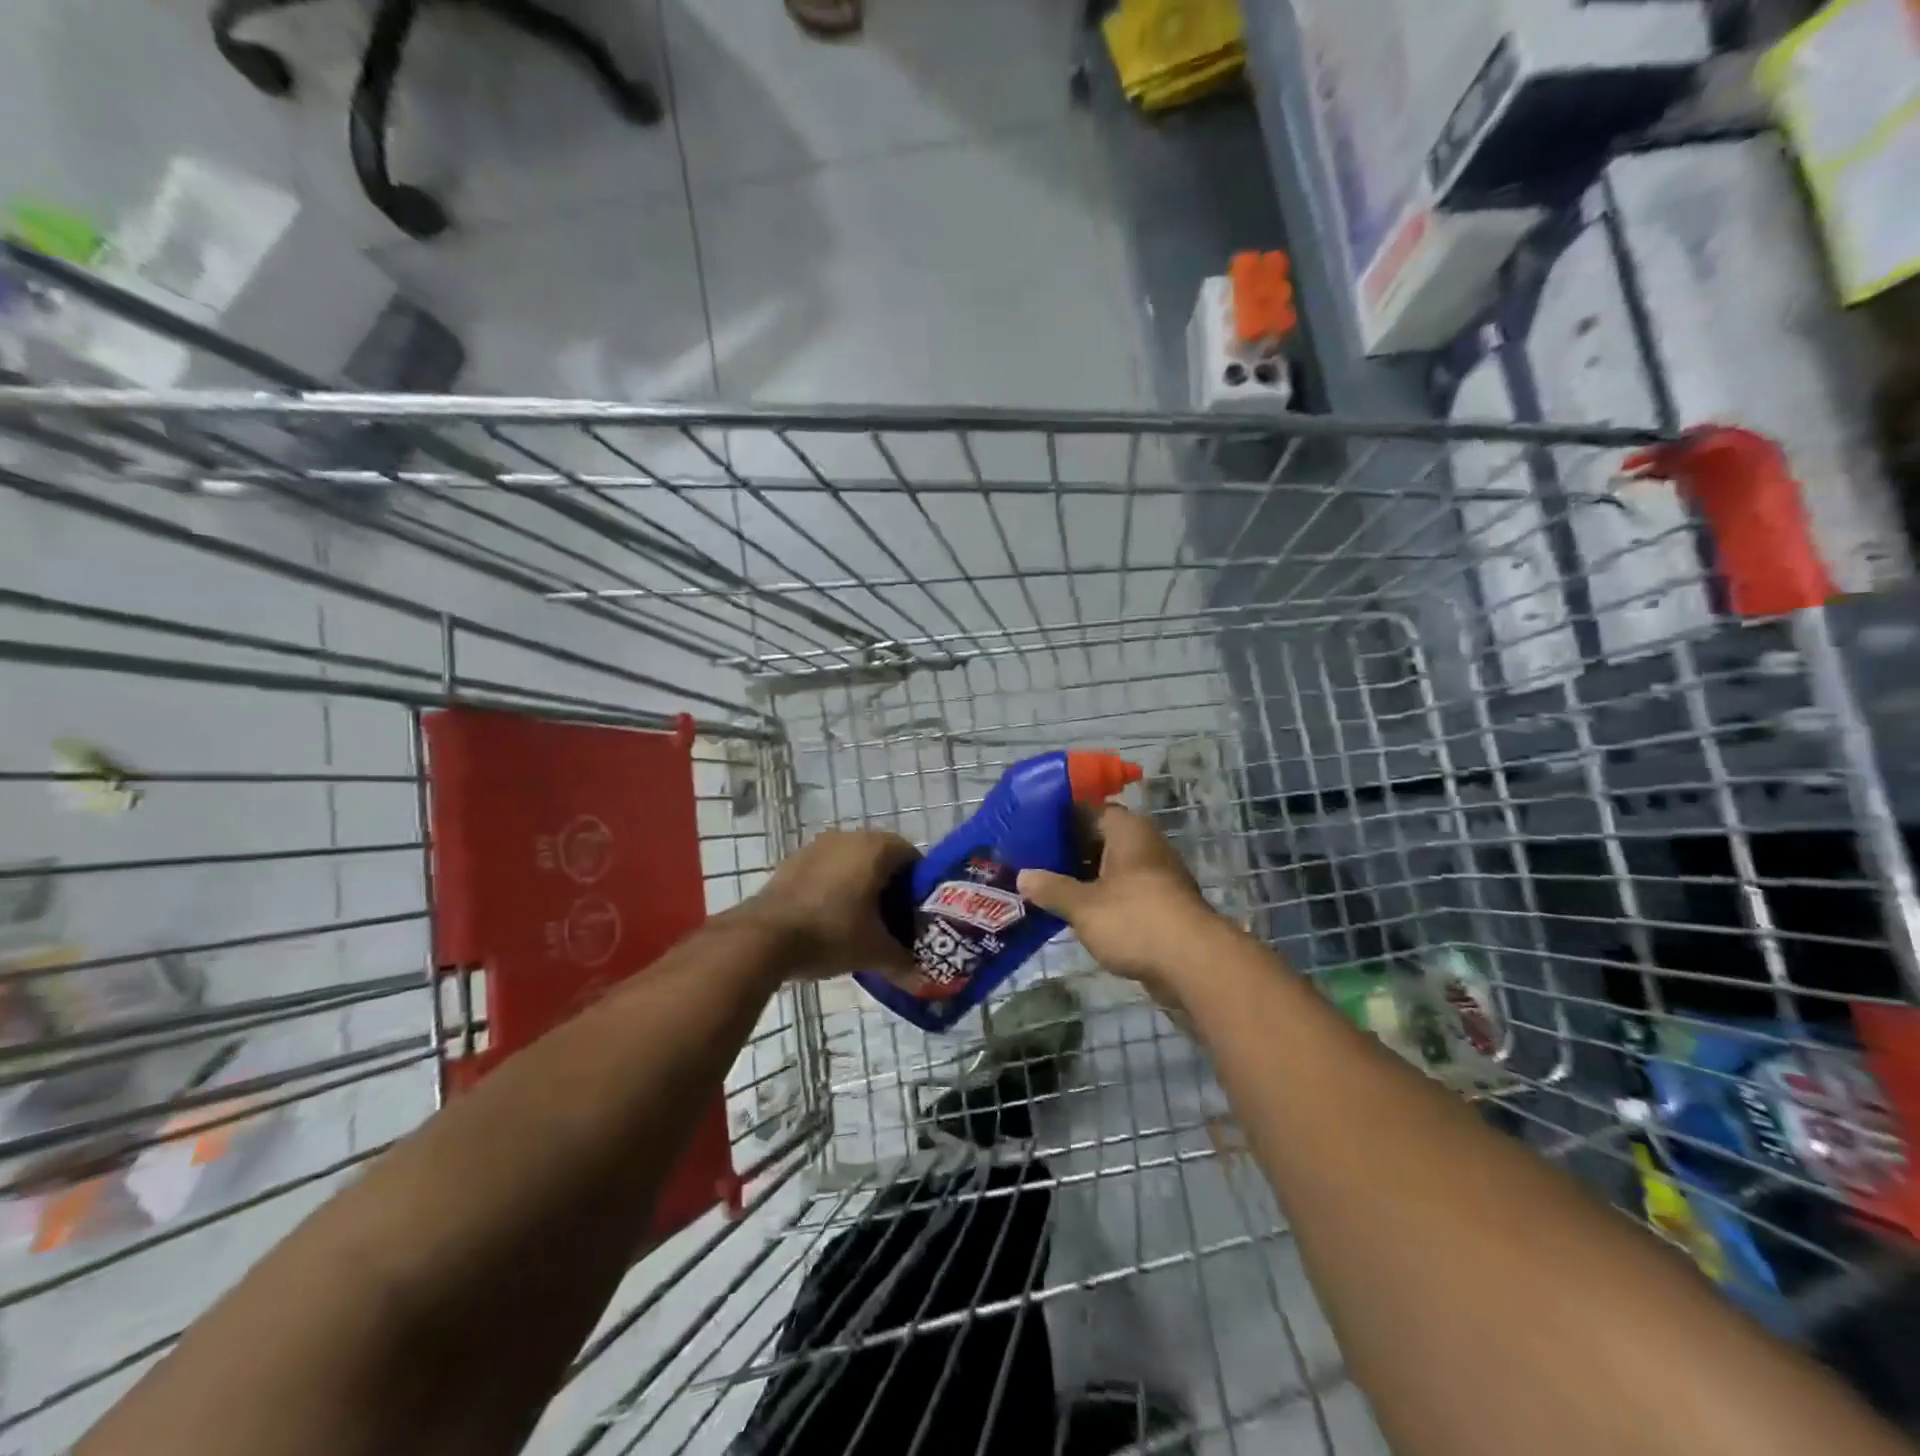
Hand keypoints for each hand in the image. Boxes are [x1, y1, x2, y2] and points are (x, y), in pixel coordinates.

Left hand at [739, 829, 918, 980]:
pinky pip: (827, 870)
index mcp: (876, 848)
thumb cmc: (831, 933)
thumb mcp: (874, 952)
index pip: (912, 858)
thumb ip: (903, 961)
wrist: (764, 937)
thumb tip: (921, 977)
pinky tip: (831, 919)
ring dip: (861, 887)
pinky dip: (835, 888)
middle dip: (890, 887)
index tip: (916, 914)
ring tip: (862, 923)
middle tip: (893, 921)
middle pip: (882, 858)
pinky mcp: (793, 861)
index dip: (919, 886)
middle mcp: (848, 837)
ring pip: (852, 863)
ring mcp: (817, 846)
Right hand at [1017, 805, 1227, 1000]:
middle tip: (1031, 861)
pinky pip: (1123, 892)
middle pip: (1099, 838)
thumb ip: (1051, 888)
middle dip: (1068, 850)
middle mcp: (1144, 844)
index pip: (1088, 809)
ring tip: (1047, 887)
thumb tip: (1022, 876)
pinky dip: (1101, 898)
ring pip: (1111, 867)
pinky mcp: (1161, 905)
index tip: (1029, 830)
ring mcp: (1157, 875)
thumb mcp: (1082, 905)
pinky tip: (1076, 912)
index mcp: (1127, 830)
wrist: (1193, 964)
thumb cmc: (1134, 920)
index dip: (1058, 818)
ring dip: (1084, 877)